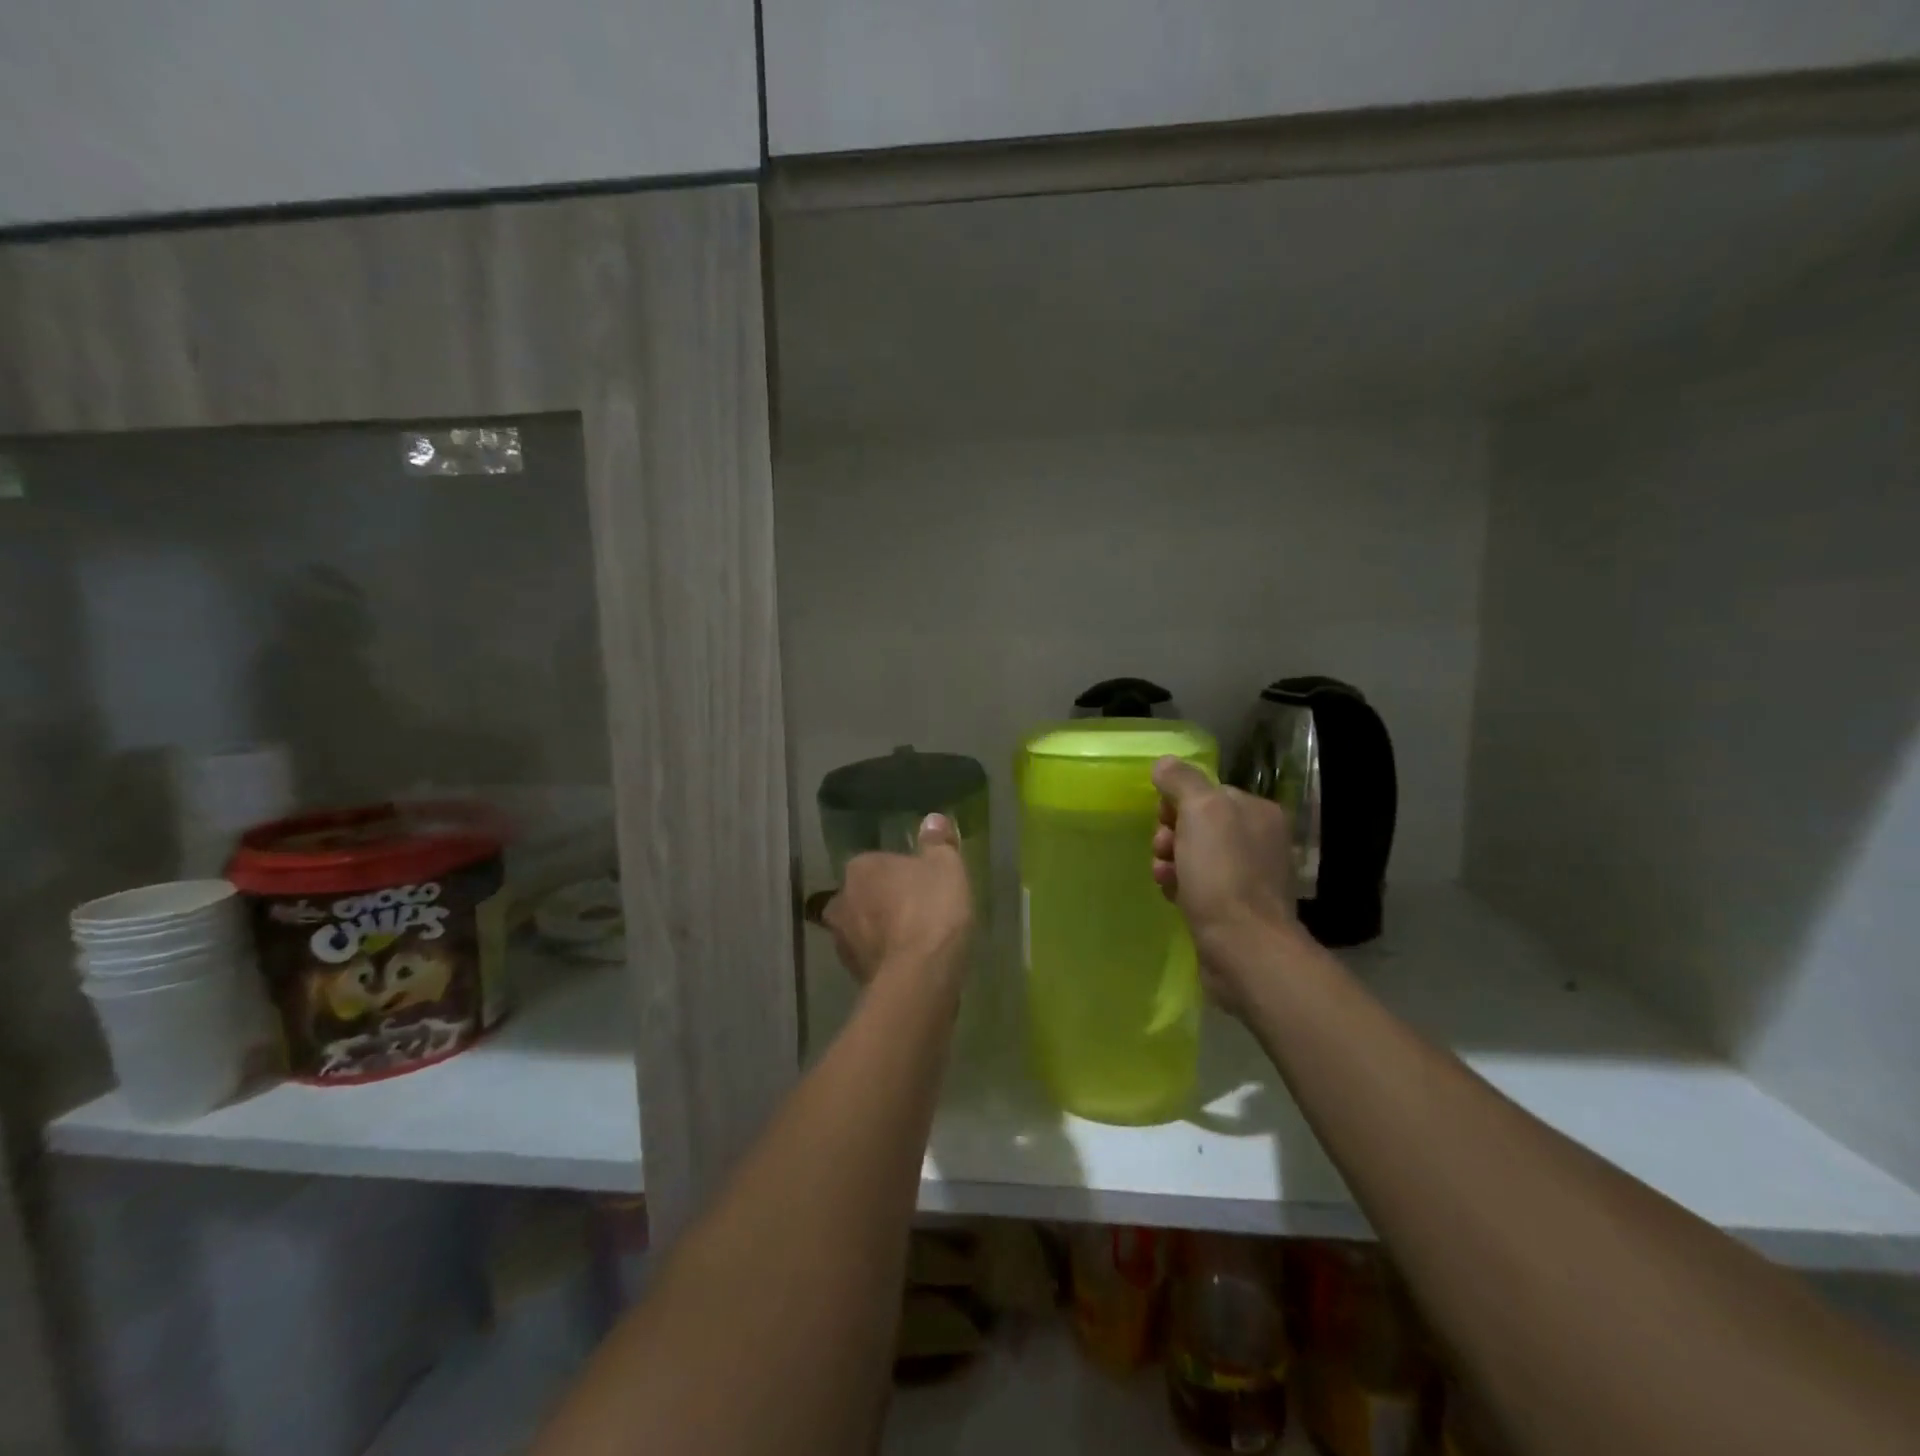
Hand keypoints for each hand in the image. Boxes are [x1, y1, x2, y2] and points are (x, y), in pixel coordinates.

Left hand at [820, 814, 973, 987]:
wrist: (920, 976)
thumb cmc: (932, 909)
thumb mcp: (946, 866)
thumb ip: (937, 842)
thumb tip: (932, 819)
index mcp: (860, 868)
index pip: (876, 863)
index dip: (898, 872)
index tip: (920, 882)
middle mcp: (841, 901)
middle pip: (863, 895)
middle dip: (882, 902)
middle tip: (914, 909)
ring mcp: (843, 941)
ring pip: (862, 928)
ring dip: (881, 931)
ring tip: (914, 939)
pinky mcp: (853, 974)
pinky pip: (871, 957)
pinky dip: (885, 957)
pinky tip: (910, 962)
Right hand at [1150, 757, 1310, 1010]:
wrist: (1243, 948)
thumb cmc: (1223, 873)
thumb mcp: (1201, 812)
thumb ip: (1182, 781)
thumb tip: (1165, 763)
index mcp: (1258, 812)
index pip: (1207, 792)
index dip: (1177, 803)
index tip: (1164, 820)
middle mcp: (1259, 840)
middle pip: (1198, 824)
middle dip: (1170, 834)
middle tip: (1162, 850)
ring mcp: (1249, 877)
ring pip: (1194, 856)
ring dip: (1170, 861)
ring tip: (1163, 876)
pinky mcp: (1236, 908)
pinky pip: (1198, 885)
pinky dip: (1180, 886)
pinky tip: (1171, 896)